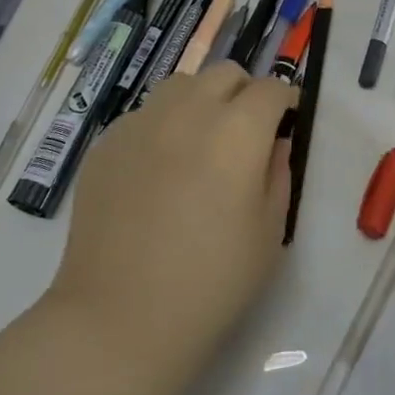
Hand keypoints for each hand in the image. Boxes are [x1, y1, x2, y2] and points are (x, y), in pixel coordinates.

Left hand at [44, 65, 294, 394]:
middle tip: (246, 133)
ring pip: (180, 85)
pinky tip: (159, 170)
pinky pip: (144, 115)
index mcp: (237, 131)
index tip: (288, 122)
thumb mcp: (269, 231)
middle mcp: (189, 112)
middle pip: (225, 74)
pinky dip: (162, 126)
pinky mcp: (106, 144)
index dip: (286, 101)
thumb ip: (278, 173)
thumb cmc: (211, 282)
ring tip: (201, 142)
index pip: (271, 89)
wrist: (120, 320)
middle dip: (244, 94)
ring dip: (201, 101)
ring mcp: (141, 124)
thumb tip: (274, 143)